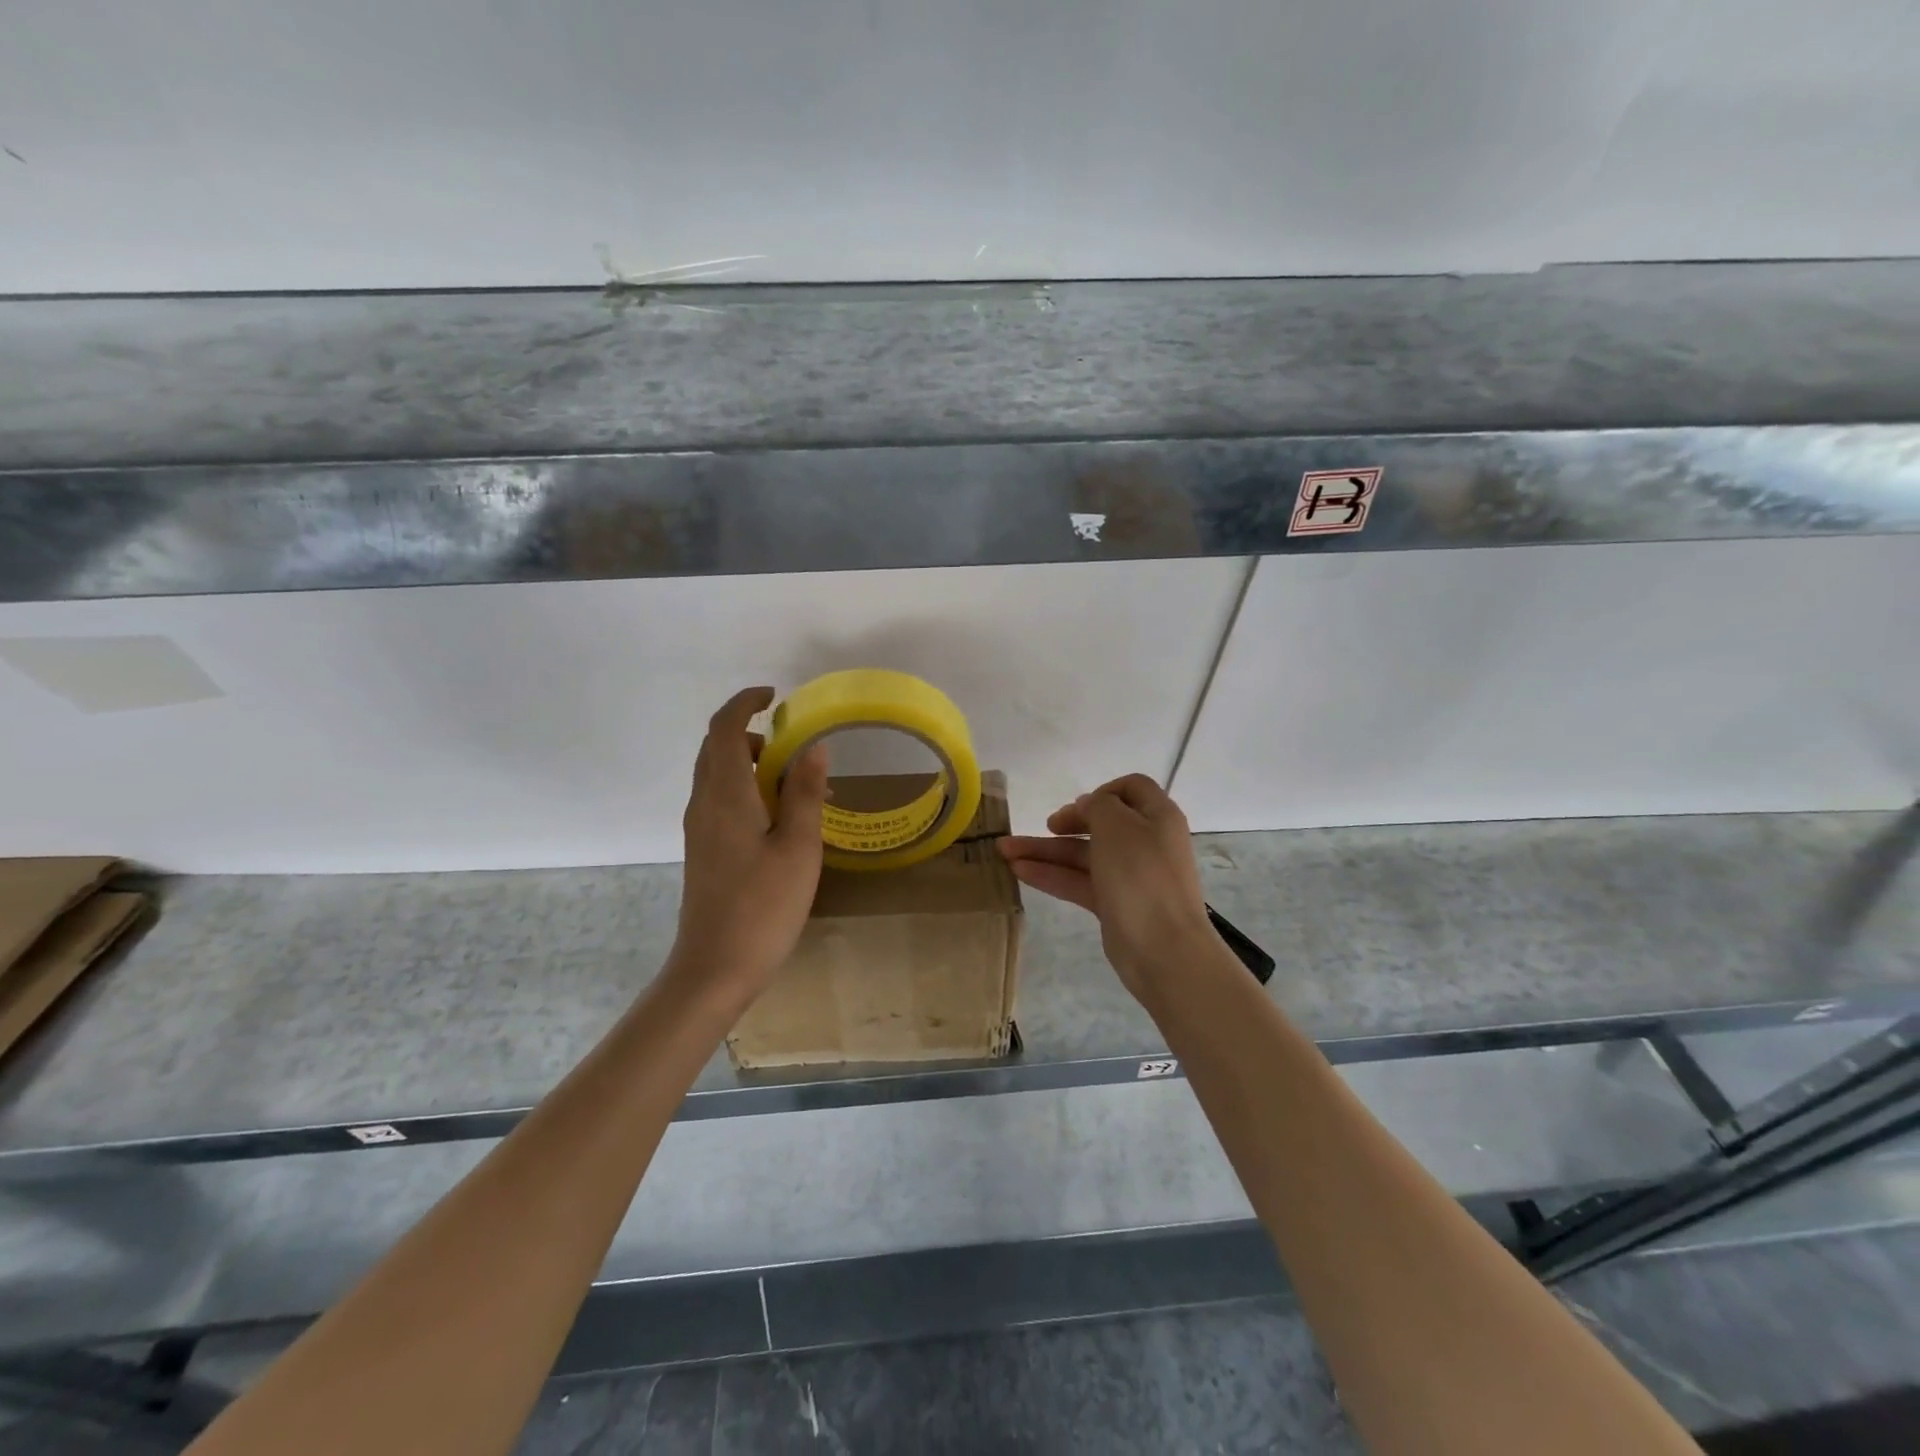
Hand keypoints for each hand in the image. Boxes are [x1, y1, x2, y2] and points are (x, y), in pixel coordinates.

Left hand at [673, 687, 828, 996]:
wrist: (714, 968)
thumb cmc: (763, 906)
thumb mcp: (798, 847)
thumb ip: (804, 793)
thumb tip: (812, 747)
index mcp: (725, 795)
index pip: (723, 729)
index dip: (745, 703)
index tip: (775, 696)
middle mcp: (704, 804)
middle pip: (716, 748)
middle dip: (752, 733)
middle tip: (794, 743)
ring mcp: (700, 828)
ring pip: (719, 775)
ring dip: (753, 764)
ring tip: (800, 786)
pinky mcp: (704, 850)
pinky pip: (722, 800)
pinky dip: (748, 789)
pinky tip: (782, 819)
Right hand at [998, 774, 1216, 1002]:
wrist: (1163, 949)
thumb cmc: (1141, 875)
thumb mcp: (1117, 825)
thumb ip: (1098, 805)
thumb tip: (1089, 807)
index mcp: (1157, 817)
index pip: (1132, 789)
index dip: (1103, 791)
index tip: (1078, 805)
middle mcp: (1146, 842)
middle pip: (1101, 823)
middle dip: (1065, 823)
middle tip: (1045, 826)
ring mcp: (1130, 876)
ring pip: (1083, 855)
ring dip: (1046, 851)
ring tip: (1004, 851)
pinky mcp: (1115, 904)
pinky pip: (1079, 881)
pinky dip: (1051, 875)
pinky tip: (1019, 872)